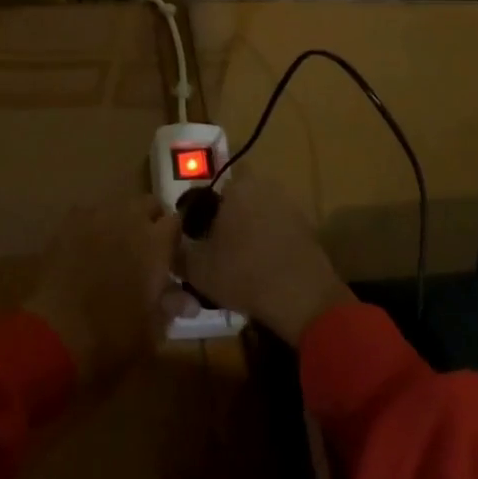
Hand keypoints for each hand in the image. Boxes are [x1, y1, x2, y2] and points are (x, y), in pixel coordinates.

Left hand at [26, 197, 184, 385]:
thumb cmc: (113, 336)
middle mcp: (129, 218)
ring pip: (117, 206)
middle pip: (148, 204)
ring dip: (121, 223)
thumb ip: (171, 305)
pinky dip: (93, 228)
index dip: (174, 239)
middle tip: (145, 251)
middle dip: (150, 222)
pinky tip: (86, 252)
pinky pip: (88, 216)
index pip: (176, 221)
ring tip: (114, 251)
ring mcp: (96, 216)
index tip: (171, 260)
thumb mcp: (152, 329)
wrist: (55, 333)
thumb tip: (189, 301)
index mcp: (156, 242)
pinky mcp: (67, 223)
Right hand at [178, 174, 352, 344]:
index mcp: (239, 186)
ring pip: (261, 213)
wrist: (302, 298)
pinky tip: (262, 270)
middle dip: (228, 215)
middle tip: (215, 245)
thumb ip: (178, 251)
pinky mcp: (308, 229)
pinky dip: (270, 244)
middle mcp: (267, 186)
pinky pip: (279, 230)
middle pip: (240, 196)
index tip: (198, 226)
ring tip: (238, 262)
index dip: (205, 202)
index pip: (216, 180)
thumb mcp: (197, 268)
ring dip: (250, 230)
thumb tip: (169, 243)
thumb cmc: (243, 273)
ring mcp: (291, 207)